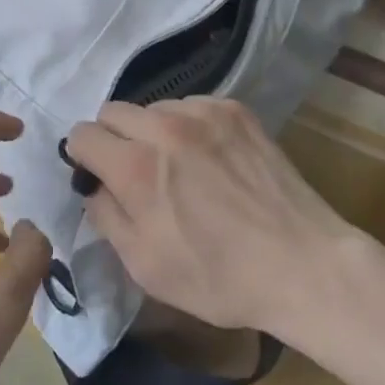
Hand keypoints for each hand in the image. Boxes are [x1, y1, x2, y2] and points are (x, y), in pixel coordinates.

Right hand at [64, 97, 355, 335]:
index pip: (83, 134)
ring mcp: (203, 112)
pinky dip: (188, 126)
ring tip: (179, 166)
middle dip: (113, 138)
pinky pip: (191, 106)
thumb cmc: (219, 277)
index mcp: (136, 168)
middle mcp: (164, 127)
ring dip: (152, 131)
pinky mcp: (234, 109)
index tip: (96, 175)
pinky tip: (209, 158)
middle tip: (134, 172)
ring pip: (153, 107)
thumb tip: (94, 186)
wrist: (301, 263)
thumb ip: (107, 217)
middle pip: (113, 111)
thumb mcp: (146, 267)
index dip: (83, 156)